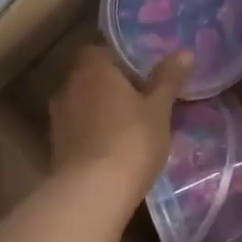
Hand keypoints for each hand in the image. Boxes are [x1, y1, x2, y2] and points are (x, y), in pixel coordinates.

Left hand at [49, 45, 190, 201]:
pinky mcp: (56, 146)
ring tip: (128, 125)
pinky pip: (78, 129)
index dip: (119, 59)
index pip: (100, 50)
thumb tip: (185, 52)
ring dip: (100, 110)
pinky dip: (92, 133)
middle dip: (111, 85)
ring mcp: (59, 118)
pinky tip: (113, 147)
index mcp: (93, 69)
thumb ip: (169, 79)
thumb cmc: (132, 139)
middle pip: (90, 77)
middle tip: (140, 99)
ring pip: (83, 104)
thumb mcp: (159, 109)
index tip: (141, 73)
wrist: (93, 191)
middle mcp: (69, 87)